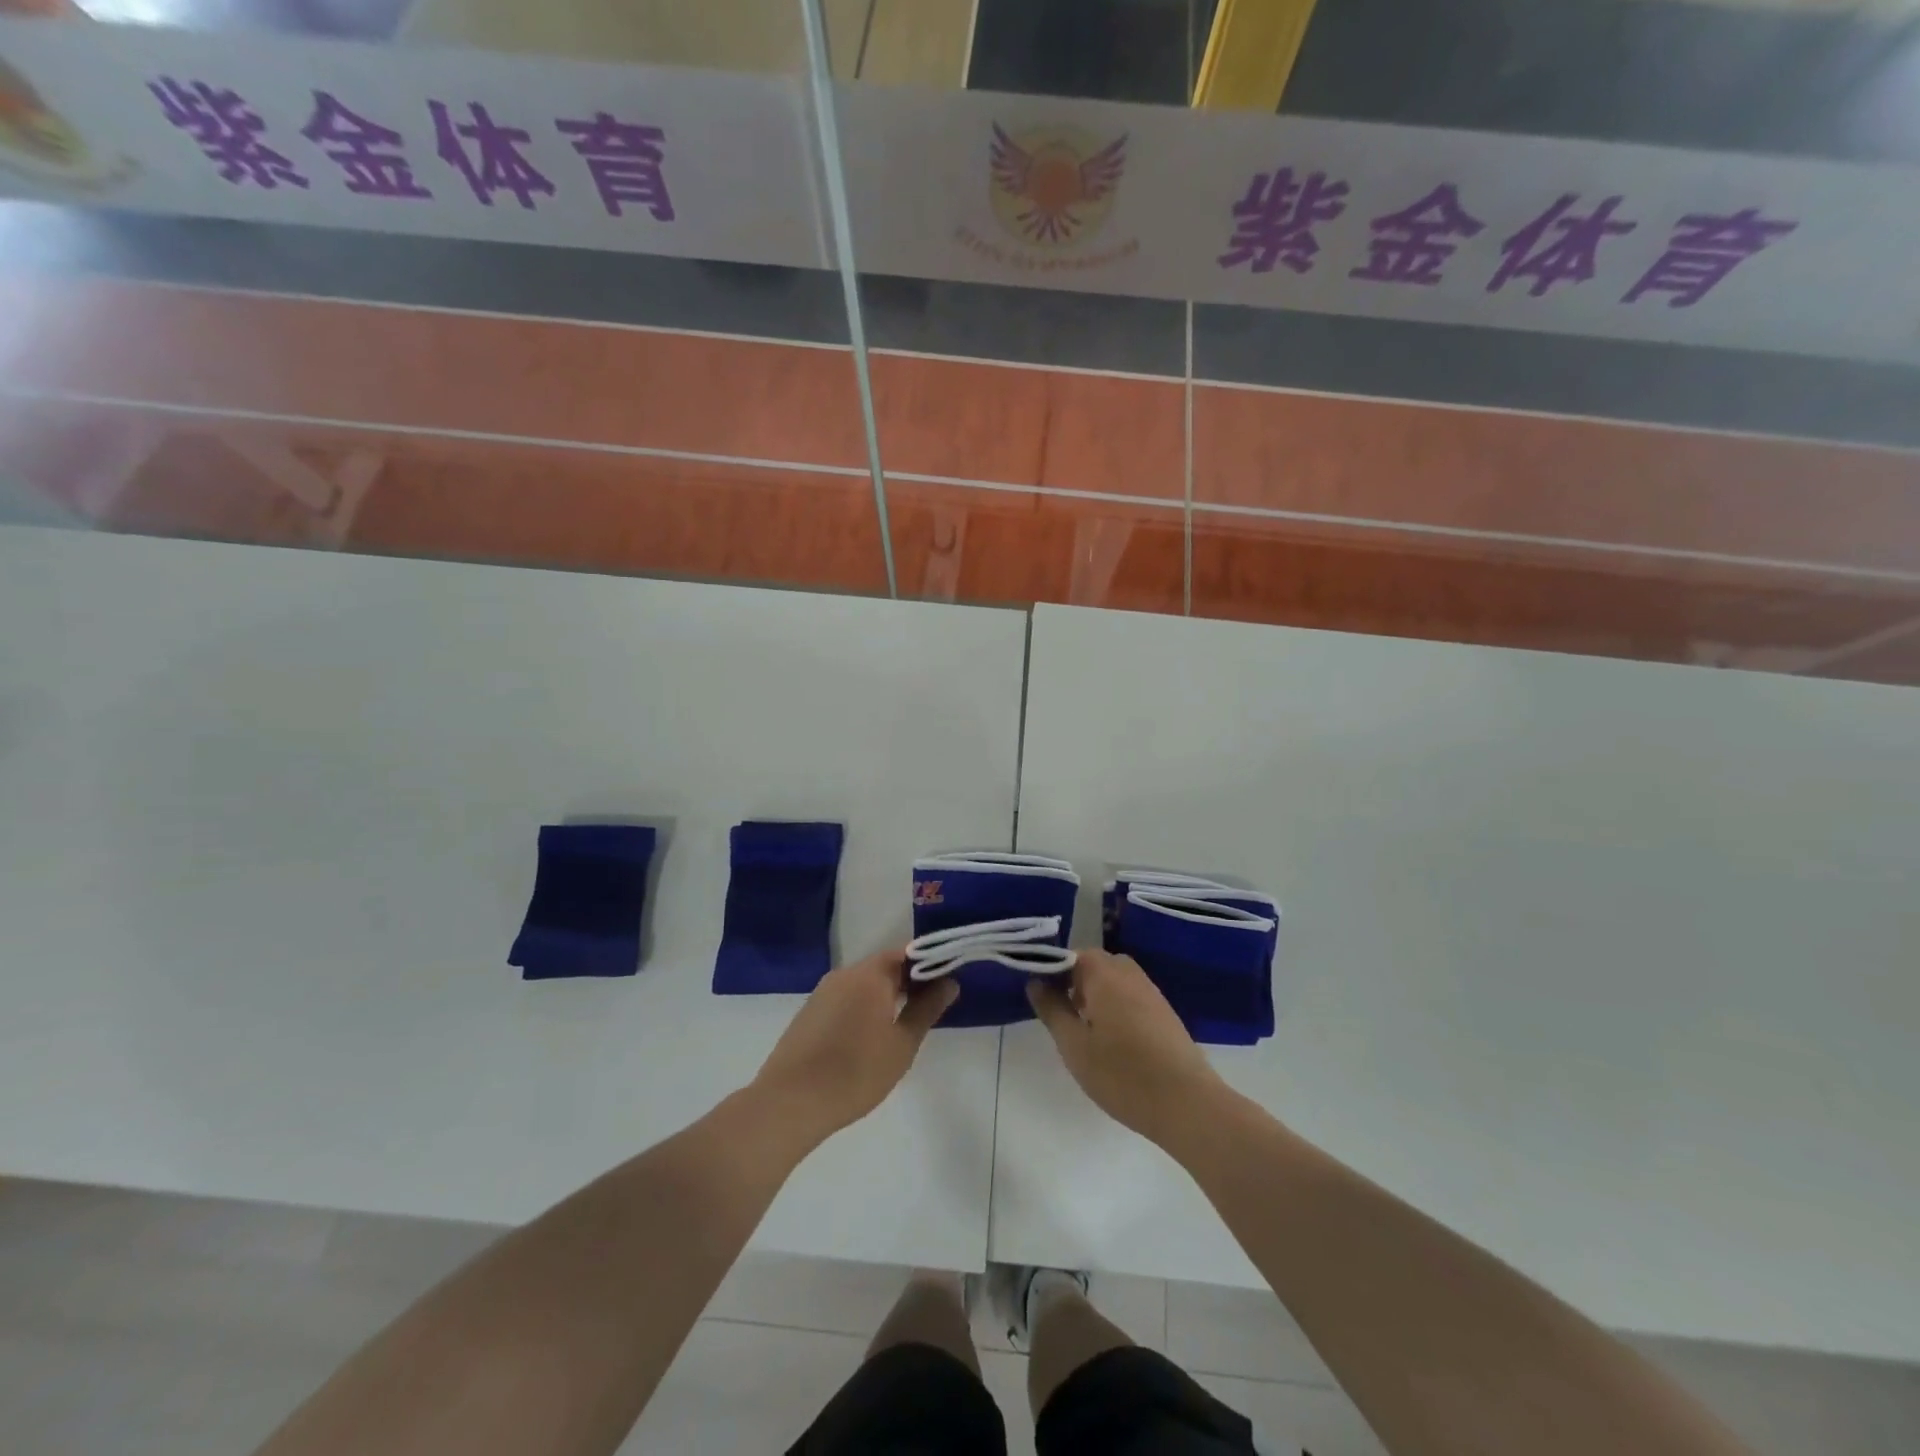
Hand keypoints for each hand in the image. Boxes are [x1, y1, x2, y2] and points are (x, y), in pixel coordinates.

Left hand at [752, 948, 956, 1144]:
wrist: (790, 1102)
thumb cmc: (856, 1072)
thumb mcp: (902, 1044)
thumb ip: (927, 1009)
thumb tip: (949, 982)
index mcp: (870, 974)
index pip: (907, 953)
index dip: (929, 965)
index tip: (945, 984)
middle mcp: (845, 974)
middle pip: (884, 966)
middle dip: (909, 982)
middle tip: (929, 1008)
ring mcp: (823, 992)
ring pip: (864, 983)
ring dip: (885, 996)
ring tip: (902, 1025)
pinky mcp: (809, 1012)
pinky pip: (845, 998)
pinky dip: (863, 1007)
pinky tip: (869, 1037)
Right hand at [1027, 949, 1224, 1148]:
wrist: (1187, 1104)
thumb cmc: (1121, 1074)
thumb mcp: (1074, 1045)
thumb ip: (1052, 1009)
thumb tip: (1036, 982)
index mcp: (1104, 974)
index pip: (1070, 956)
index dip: (1051, 972)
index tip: (1040, 998)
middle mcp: (1129, 973)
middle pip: (1094, 964)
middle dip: (1074, 982)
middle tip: (1062, 1016)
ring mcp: (1151, 992)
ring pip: (1114, 980)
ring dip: (1095, 996)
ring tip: (1085, 1031)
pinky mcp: (1164, 1012)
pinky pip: (1131, 996)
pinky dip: (1116, 1007)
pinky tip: (1113, 1041)